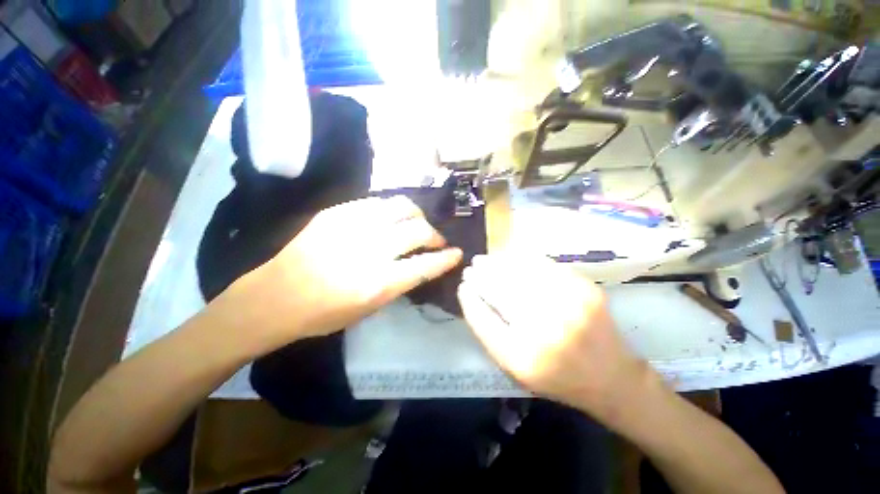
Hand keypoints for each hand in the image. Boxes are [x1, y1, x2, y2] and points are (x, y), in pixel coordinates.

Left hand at [218, 196, 462, 350]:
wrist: (272, 296)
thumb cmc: (321, 314)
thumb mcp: (367, 310)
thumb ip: (397, 285)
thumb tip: (417, 266)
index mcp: (379, 283)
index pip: (426, 265)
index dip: (447, 259)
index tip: (457, 254)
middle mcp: (372, 250)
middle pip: (419, 231)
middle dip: (435, 236)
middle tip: (437, 241)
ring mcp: (354, 226)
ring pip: (402, 207)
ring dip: (417, 216)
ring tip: (418, 224)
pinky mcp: (338, 212)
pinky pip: (377, 202)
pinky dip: (393, 210)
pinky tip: (392, 218)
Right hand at [458, 254, 650, 419]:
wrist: (611, 377)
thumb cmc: (556, 377)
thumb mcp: (515, 369)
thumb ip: (490, 334)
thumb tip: (471, 296)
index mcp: (523, 358)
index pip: (483, 319)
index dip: (469, 299)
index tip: (462, 286)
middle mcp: (545, 331)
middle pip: (500, 291)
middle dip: (480, 276)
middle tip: (471, 268)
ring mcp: (569, 307)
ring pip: (520, 274)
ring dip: (497, 264)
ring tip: (485, 260)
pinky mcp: (586, 290)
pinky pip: (544, 266)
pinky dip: (522, 259)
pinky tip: (510, 258)